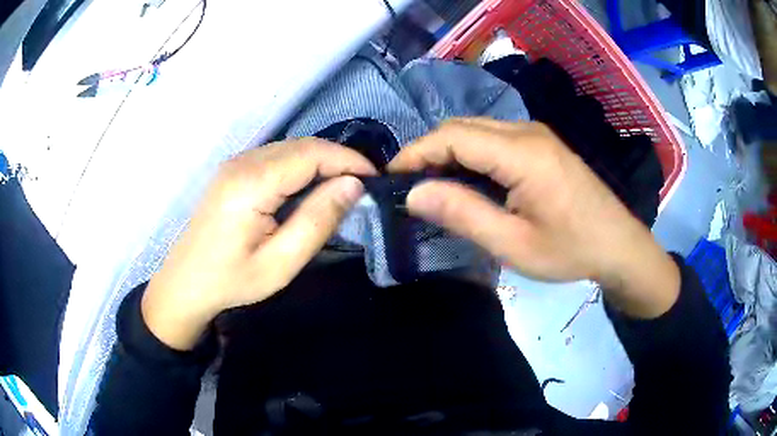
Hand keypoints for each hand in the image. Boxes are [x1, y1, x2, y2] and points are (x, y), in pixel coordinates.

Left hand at [142, 139, 376, 349]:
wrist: (186, 283)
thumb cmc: (232, 280)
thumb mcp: (281, 262)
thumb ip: (317, 220)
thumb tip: (352, 185)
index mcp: (252, 183)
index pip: (311, 154)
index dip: (348, 160)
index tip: (374, 179)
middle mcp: (242, 162)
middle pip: (301, 146)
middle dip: (337, 159)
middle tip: (362, 186)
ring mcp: (235, 163)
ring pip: (289, 148)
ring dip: (320, 161)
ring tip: (342, 187)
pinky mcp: (232, 171)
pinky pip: (275, 157)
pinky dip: (300, 166)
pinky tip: (309, 187)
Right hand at [388, 118, 678, 317]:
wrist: (618, 245)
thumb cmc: (571, 250)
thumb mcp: (514, 244)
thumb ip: (464, 214)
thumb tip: (414, 193)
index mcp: (523, 153)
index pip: (453, 137)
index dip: (416, 153)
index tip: (391, 178)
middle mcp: (527, 132)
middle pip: (462, 127)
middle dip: (429, 151)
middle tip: (409, 186)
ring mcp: (537, 135)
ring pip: (477, 130)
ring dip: (449, 151)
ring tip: (432, 185)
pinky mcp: (542, 144)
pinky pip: (494, 139)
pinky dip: (470, 154)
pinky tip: (467, 179)